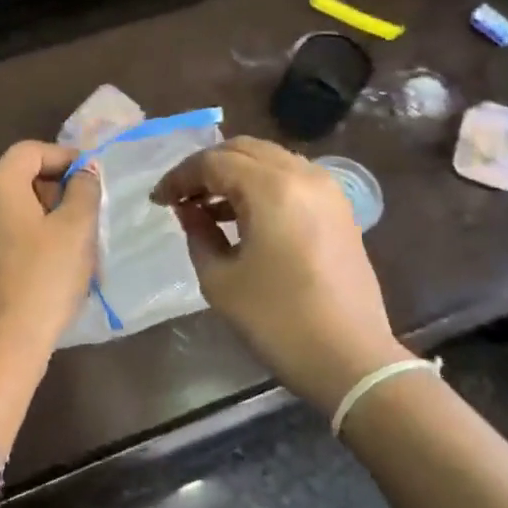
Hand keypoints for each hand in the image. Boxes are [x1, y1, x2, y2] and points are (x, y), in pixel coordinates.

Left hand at [0, 142, 101, 365]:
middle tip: (86, 212)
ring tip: (71, 241)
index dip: (64, 157)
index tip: (92, 177)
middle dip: (54, 188)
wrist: (0, 345)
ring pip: (8, 208)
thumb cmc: (43, 278)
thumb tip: (84, 172)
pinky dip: (24, 237)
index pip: (30, 151)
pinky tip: (46, 264)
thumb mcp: (76, 229)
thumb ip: (84, 191)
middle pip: (17, 177)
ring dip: (41, 215)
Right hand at [151, 137, 406, 410]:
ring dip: (235, 173)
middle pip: (243, 149)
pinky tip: (243, 214)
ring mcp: (327, 189)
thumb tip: (190, 210)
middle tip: (181, 196)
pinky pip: (292, 177)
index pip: (213, 162)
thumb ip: (198, 233)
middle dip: (206, 167)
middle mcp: (302, 174)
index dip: (179, 177)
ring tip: (207, 206)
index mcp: (271, 188)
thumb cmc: (277, 320)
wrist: (350, 358)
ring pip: (269, 159)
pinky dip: (262, 184)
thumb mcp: (220, 280)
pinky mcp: (339, 208)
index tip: (157, 200)